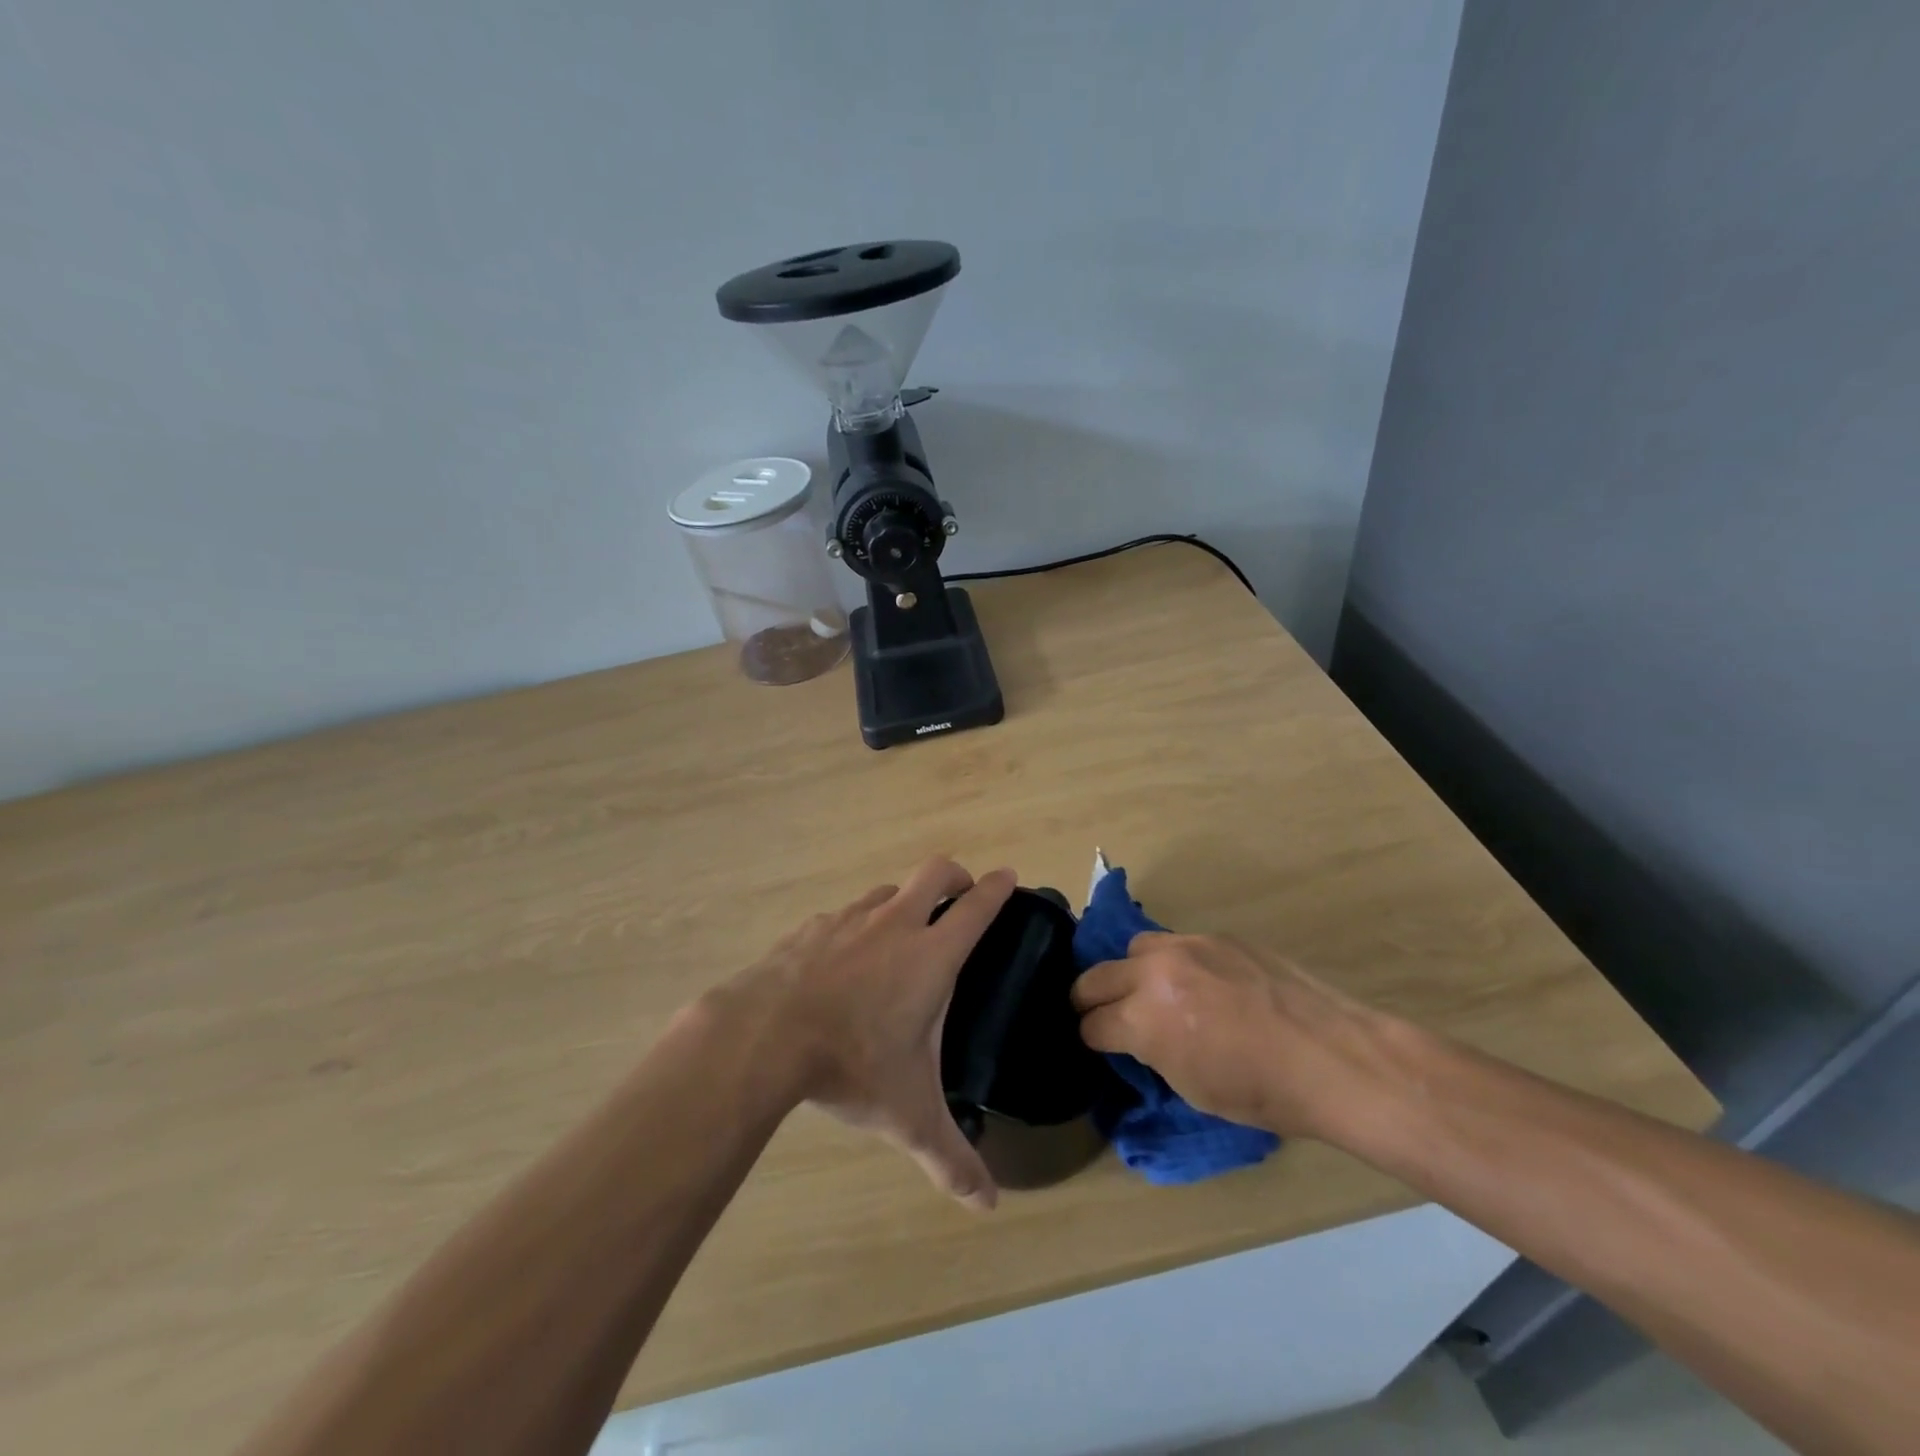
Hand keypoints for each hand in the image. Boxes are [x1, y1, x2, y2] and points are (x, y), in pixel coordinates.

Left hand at [714, 857, 1016, 1209]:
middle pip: (935, 873)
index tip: (1010, 876)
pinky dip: (856, 927)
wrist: (763, 1034)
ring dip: (903, 903)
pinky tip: (842, 961)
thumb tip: (987, 1205)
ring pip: (887, 892)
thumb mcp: (908, 1115)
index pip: (976, 907)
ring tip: (900, 936)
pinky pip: (844, 915)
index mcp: (931, 955)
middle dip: (955, 877)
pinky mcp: (811, 927)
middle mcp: (894, 924)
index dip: (997, 888)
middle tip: (961, 894)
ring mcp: (849, 919)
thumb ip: (950, 1158)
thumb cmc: (850, 1064)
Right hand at [1070, 932, 1394, 1139]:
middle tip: (1108, 1017)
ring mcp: (1188, 945)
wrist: (1332, 1058)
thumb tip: (1138, 1037)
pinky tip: (1202, 984)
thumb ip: (1151, 1052)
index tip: (1102, 1046)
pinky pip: (1178, 943)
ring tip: (1157, 992)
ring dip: (1133, 972)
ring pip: (1134, 948)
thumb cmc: (1262, 1092)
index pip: (1092, 1023)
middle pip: (1095, 977)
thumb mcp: (1190, 1088)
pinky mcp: (1218, 936)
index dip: (1093, 1040)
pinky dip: (1174, 963)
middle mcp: (1155, 971)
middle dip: (1092, 1001)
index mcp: (1144, 1017)